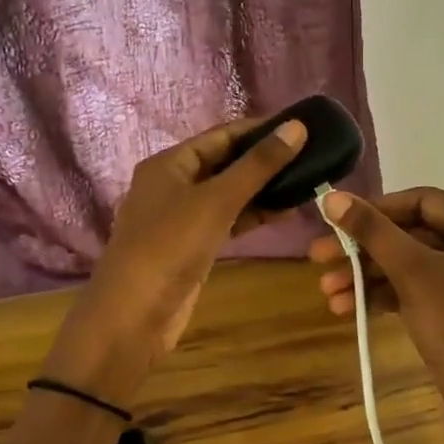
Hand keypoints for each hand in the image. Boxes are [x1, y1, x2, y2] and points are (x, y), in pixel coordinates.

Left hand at [41, 116, 307, 399]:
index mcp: (169, 164)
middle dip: (263, 160)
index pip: (220, 135)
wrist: (134, 315)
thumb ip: (258, 165)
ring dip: (262, 189)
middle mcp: (172, 185)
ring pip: (227, 194)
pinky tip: (285, 212)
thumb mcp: (216, 201)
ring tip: (306, 181)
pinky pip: (227, 221)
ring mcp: (181, 218)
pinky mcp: (192, 246)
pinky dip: (252, 215)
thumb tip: (296, 127)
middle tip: (310, 155)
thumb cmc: (170, 246)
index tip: (299, 127)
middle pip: (224, 163)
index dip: (259, 129)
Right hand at [309, 188, 443, 443]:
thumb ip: (372, 230)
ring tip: (327, 293)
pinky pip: (421, 294)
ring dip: (369, 277)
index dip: (377, 208)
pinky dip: (387, 298)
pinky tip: (349, 309)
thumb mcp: (413, 272)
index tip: (337, 220)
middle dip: (366, 250)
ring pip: (414, 268)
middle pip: (415, 235)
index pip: (424, 201)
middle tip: (318, 258)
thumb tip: (331, 195)